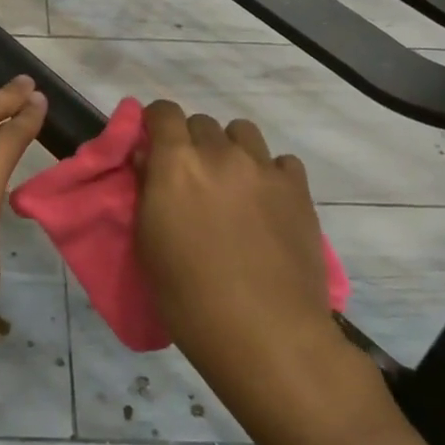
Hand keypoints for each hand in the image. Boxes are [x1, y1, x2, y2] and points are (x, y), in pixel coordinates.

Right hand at [134, 101, 363, 430]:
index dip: (156, 122)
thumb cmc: (188, 295)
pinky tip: (266, 203)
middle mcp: (219, 153)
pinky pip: (281, 162)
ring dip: (231, 149)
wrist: (265, 332)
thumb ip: (147, 189)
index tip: (154, 143)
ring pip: (243, 133)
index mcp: (176, 163)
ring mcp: (263, 168)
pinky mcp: (298, 190)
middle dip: (192, 141)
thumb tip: (147, 158)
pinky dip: (270, 173)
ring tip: (231, 184)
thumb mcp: (149, 242)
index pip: (163, 111)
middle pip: (202, 122)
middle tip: (191, 177)